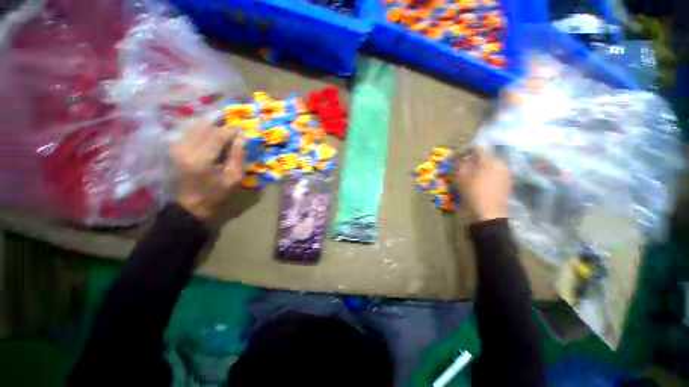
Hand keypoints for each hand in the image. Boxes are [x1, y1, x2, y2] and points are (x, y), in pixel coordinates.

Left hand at [169, 122, 244, 220]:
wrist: (189, 204)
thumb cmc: (215, 193)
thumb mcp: (234, 179)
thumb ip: (238, 157)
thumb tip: (241, 138)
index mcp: (201, 160)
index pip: (218, 135)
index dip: (232, 130)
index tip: (242, 130)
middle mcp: (185, 149)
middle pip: (206, 126)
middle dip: (222, 127)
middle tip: (233, 134)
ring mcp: (176, 147)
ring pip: (197, 126)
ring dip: (212, 127)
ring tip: (223, 135)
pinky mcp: (173, 147)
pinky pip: (190, 131)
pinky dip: (203, 131)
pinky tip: (211, 138)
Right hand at [457, 147, 510, 222]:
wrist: (489, 214)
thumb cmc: (473, 193)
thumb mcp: (461, 177)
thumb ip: (461, 164)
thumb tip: (460, 156)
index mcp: (490, 160)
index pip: (478, 147)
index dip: (467, 150)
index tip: (459, 156)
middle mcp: (501, 164)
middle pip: (486, 156)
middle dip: (475, 160)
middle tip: (464, 167)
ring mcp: (506, 174)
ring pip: (491, 165)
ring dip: (481, 168)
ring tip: (472, 176)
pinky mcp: (508, 184)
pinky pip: (496, 174)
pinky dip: (487, 175)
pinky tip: (481, 183)